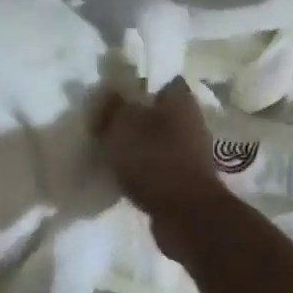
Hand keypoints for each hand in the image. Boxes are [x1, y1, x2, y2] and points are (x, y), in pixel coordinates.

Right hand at [94, 79, 226, 256]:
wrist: (185, 214)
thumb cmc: (154, 160)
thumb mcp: (123, 125)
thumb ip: (113, 106)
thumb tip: (109, 93)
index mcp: (180, 99)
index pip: (159, 78)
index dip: (134, 82)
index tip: (110, 92)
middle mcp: (190, 120)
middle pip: (155, 110)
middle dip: (131, 115)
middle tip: (101, 122)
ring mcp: (189, 151)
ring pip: (155, 138)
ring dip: (134, 143)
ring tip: (106, 149)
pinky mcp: (184, 178)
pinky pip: (156, 164)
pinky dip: (140, 167)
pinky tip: (120, 174)